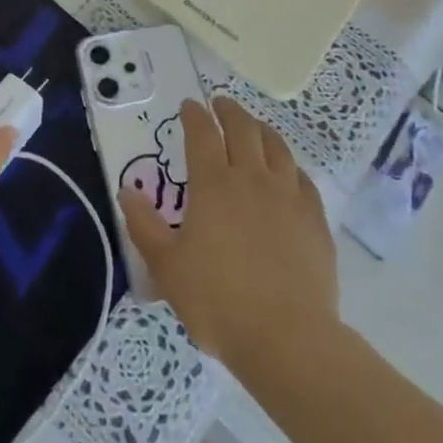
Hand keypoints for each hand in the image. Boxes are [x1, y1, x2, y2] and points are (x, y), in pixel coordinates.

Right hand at [120, 97, 338, 372]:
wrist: (288, 338)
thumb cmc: (218, 302)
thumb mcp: (167, 268)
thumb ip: (144, 226)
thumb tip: (127, 192)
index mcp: (213, 185)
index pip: (202, 134)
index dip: (194, 115)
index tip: (189, 105)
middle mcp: (251, 178)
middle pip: (242, 129)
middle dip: (229, 111)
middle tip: (220, 104)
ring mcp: (288, 196)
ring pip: (276, 146)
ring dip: (261, 129)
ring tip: (254, 126)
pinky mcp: (315, 218)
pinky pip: (302, 178)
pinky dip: (290, 165)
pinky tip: (288, 171)